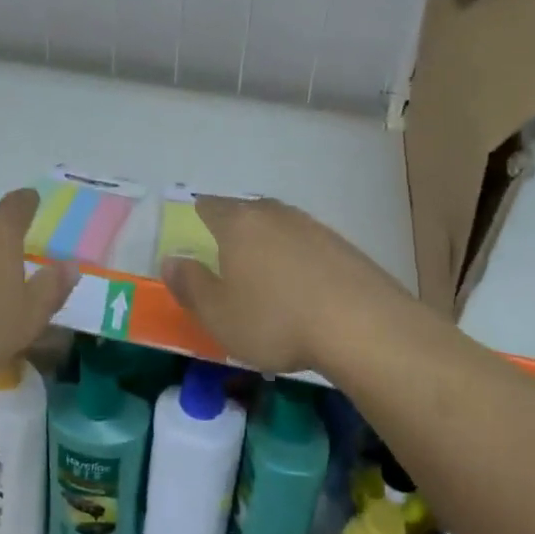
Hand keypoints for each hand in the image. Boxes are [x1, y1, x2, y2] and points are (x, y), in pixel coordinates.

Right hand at [162, 197, 414, 375]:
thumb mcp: (218, 315)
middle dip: (235, 229)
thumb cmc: (275, 320)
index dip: (198, 217)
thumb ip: (190, 285)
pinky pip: (308, 246)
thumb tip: (171, 261)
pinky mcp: (344, 247)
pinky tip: (303, 288)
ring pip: (280, 227)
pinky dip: (299, 261)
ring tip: (266, 275)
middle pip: (247, 212)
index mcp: (238, 224)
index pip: (209, 207)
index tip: (195, 232)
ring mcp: (313, 227)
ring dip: (270, 245)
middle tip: (227, 256)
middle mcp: (275, 215)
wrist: (363, 326)